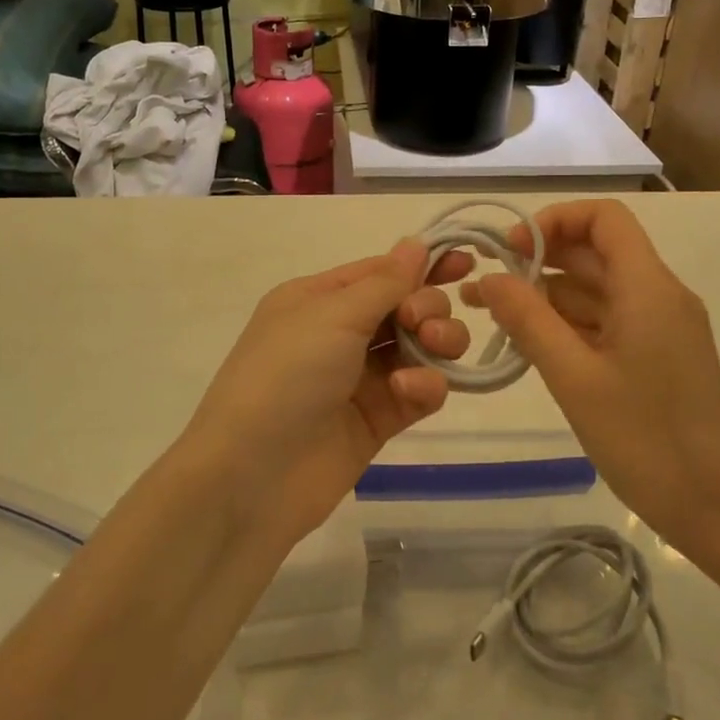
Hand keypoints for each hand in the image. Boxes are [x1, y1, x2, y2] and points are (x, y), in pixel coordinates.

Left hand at [184, 239, 471, 541]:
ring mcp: (361, 378)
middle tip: (420, 324)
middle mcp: (341, 333)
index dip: (424, 264)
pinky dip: (425, 385)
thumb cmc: (286, 376)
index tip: (467, 262)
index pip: (382, 271)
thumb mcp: (332, 315)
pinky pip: (419, 390)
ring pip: (421, 347)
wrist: (252, 476)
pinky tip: (411, 390)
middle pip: (407, 306)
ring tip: (430, 349)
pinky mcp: (379, 419)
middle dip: (428, 307)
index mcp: (319, 299)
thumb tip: (416, 243)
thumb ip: (385, 282)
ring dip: (437, 342)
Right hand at [468, 200, 719, 572]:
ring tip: (491, 318)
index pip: (604, 218)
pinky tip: (529, 345)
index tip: (510, 251)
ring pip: (597, 292)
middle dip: (538, 261)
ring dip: (547, 297)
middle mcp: (658, 296)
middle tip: (484, 288)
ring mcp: (659, 329)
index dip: (554, 220)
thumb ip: (529, 321)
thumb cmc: (651, 441)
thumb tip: (490, 278)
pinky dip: (567, 326)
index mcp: (648, 287)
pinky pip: (606, 324)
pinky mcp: (657, 359)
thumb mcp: (576, 378)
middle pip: (595, 254)